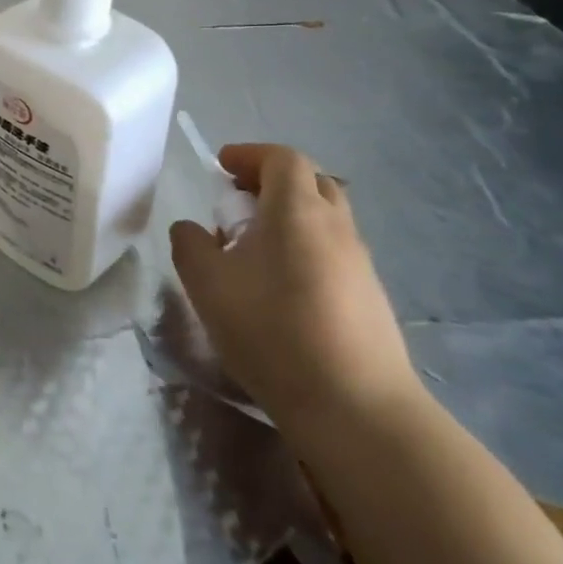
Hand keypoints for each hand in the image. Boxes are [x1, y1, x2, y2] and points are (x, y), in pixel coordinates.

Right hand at [169, 144, 418, 438]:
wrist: (357, 408)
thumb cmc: (274, 332)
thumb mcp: (207, 284)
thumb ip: (190, 245)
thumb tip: (192, 230)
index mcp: (298, 210)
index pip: (282, 159)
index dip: (249, 155)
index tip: (221, 167)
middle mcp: (336, 227)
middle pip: (310, 183)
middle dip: (272, 183)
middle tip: (239, 204)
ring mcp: (361, 264)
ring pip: (325, 220)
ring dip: (290, 219)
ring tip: (255, 251)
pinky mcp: (372, 299)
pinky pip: (335, 254)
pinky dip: (307, 251)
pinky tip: (283, 290)